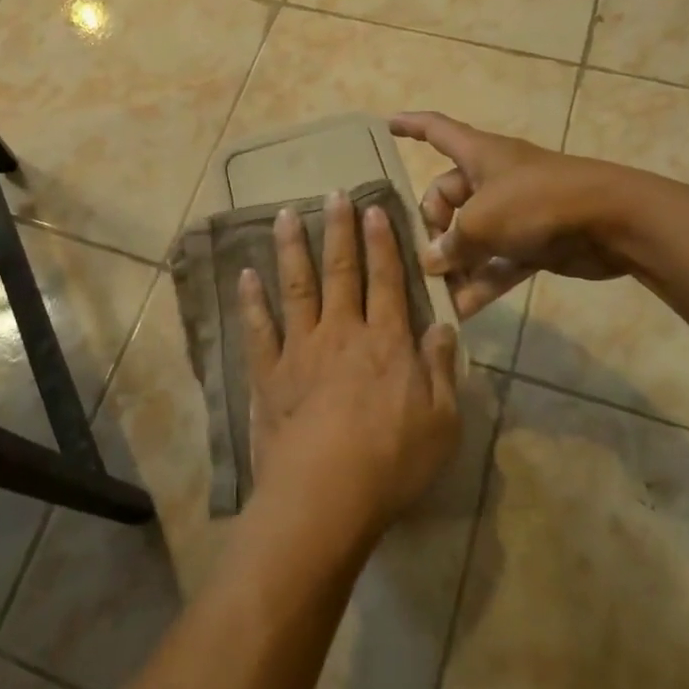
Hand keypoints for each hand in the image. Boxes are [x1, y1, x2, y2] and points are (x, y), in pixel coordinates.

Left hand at [239, 191, 461, 546]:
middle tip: (334, 193)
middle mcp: (342, 333)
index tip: (374, 209)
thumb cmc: (392, 463)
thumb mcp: (442, 421)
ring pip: (296, 287)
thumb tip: (442, 326)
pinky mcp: (268, 373)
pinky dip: (251, 300)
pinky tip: (245, 275)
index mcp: (386, 342)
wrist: (325, 494)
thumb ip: (442, 370)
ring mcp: (300, 350)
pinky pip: (258, 328)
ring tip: (286, 214)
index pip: (386, 280)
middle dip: (339, 230)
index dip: (382, 243)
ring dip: (292, 248)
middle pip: (341, 271)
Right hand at [390, 111, 634, 317]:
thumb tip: (433, 262)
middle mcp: (493, 178)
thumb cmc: (537, 203)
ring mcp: (515, 211)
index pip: (436, 130)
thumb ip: (451, 243)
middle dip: (431, 226)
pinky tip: (462, 310)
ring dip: (454, 263)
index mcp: (478, 154)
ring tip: (433, 293)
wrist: (613, 221)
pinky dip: (482, 281)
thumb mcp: (482, 221)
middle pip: (447, 196)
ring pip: (471, 235)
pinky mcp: (534, 241)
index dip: (409, 126)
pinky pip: (497, 261)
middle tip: (422, 257)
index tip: (385, 126)